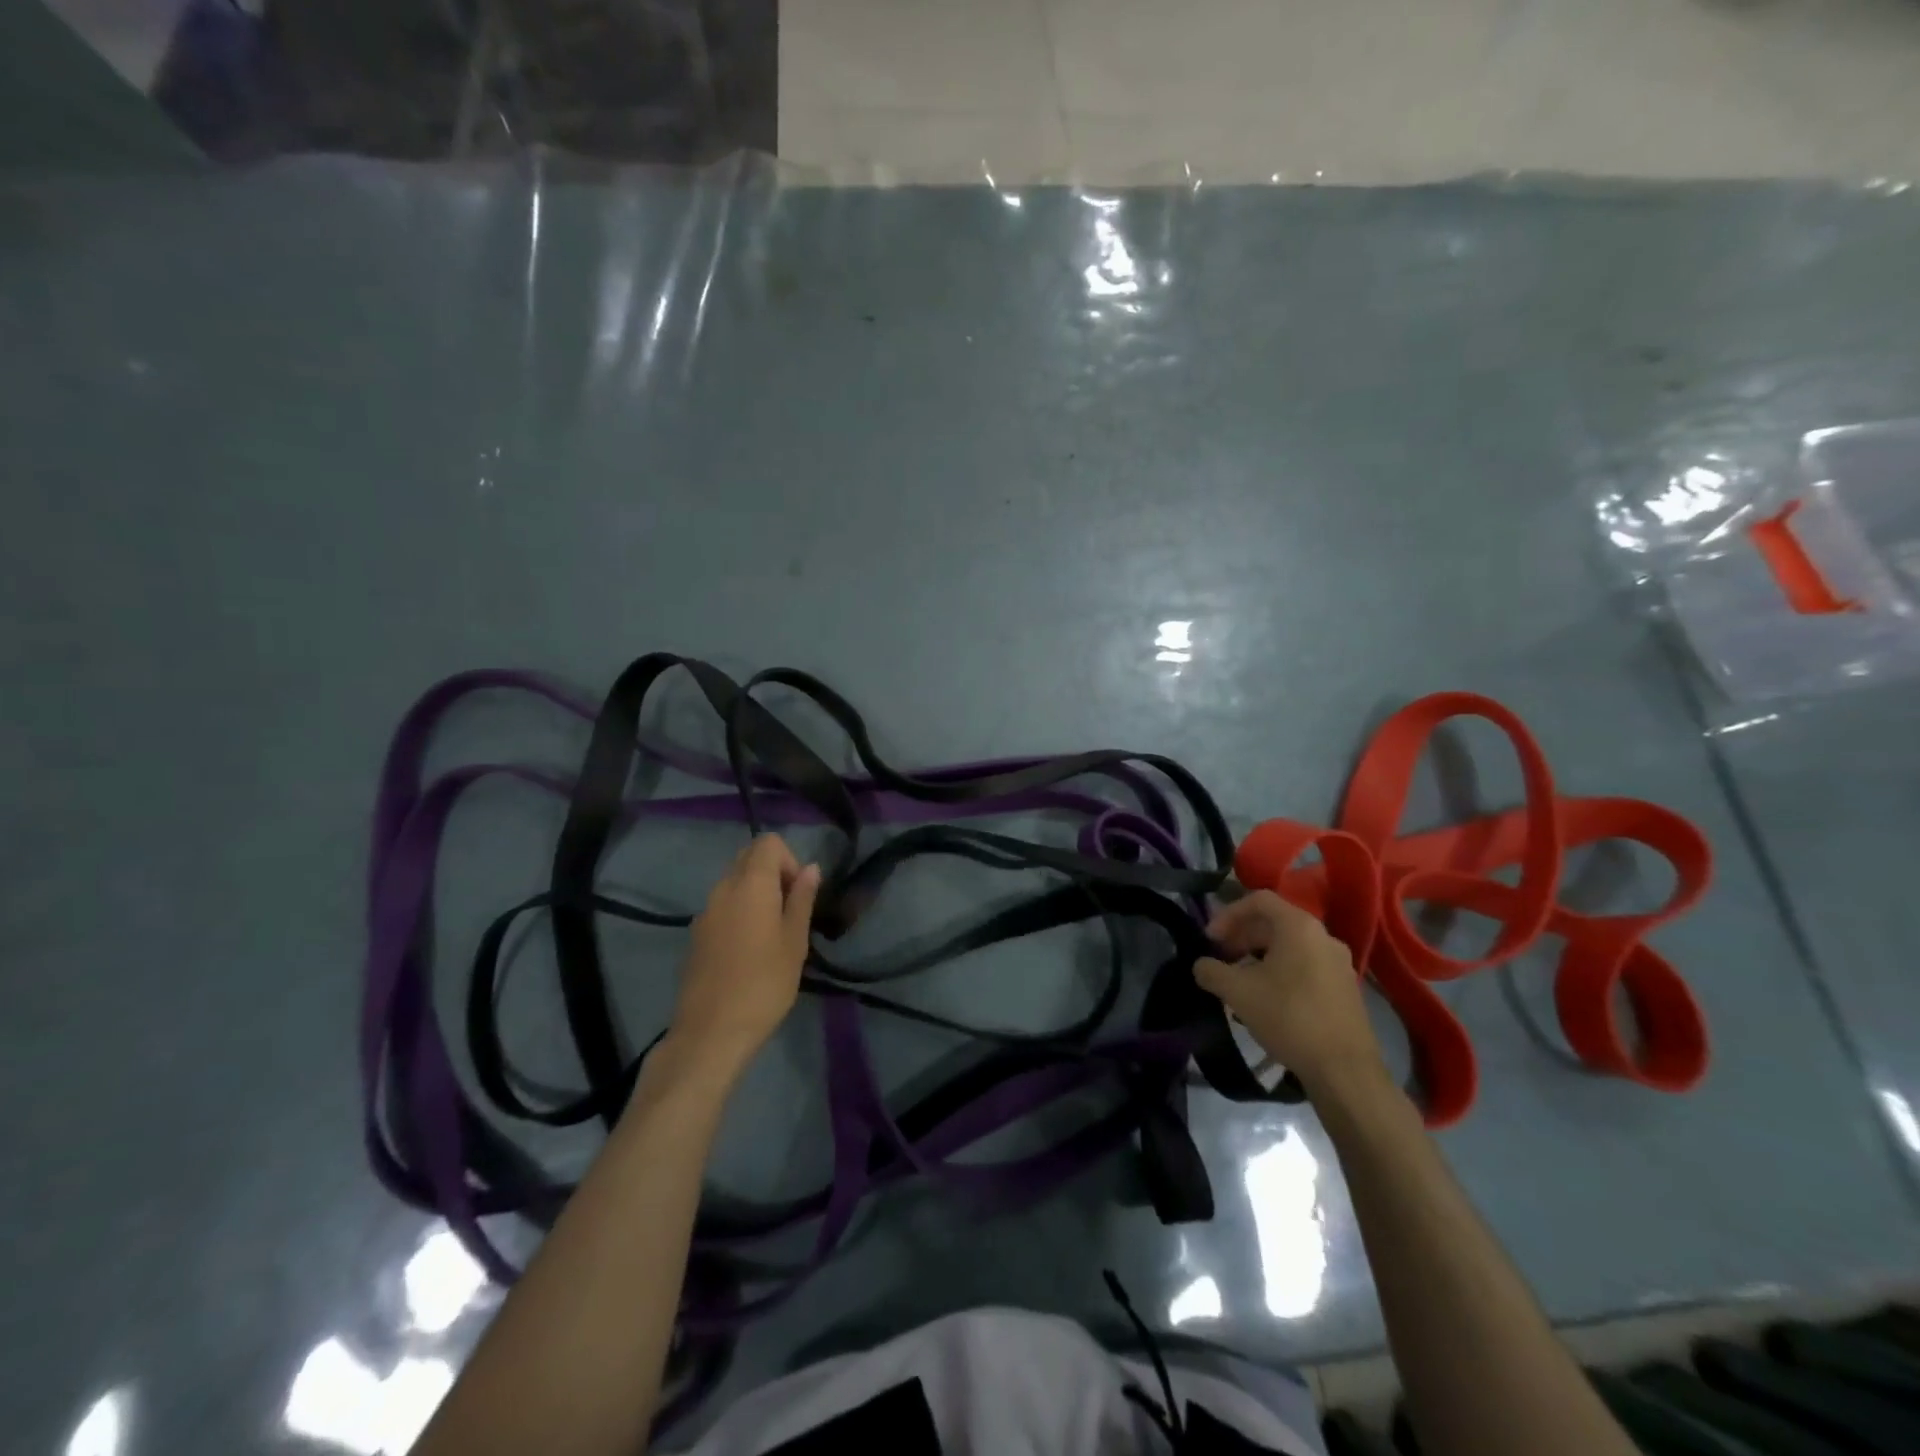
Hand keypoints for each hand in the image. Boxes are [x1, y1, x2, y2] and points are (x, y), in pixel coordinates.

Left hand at [669, 834, 820, 1073]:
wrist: (711, 1032)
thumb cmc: (764, 984)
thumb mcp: (795, 941)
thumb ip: (802, 899)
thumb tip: (811, 868)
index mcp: (750, 885)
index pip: (768, 843)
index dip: (789, 860)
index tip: (798, 895)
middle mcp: (722, 889)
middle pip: (748, 858)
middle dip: (773, 873)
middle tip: (790, 912)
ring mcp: (705, 912)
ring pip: (734, 883)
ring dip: (756, 894)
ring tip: (772, 934)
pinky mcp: (696, 935)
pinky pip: (722, 907)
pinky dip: (739, 912)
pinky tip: (749, 951)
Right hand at [1193, 890, 1387, 1101]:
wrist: (1344, 1070)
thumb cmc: (1289, 1018)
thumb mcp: (1238, 992)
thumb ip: (1211, 971)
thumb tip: (1200, 965)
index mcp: (1299, 927)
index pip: (1258, 900)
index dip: (1228, 914)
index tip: (1210, 939)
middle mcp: (1323, 936)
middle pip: (1275, 922)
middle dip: (1242, 936)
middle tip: (1221, 958)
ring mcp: (1339, 963)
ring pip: (1290, 946)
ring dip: (1259, 955)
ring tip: (1240, 980)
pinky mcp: (1346, 988)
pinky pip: (1306, 965)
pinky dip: (1281, 971)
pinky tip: (1267, 998)